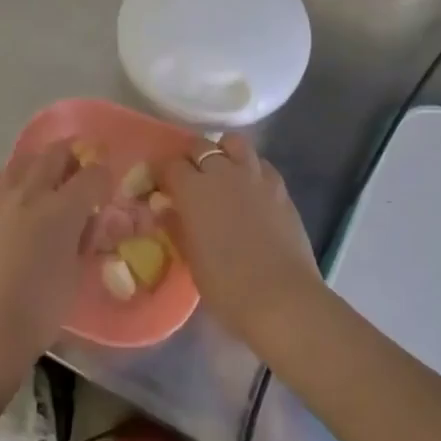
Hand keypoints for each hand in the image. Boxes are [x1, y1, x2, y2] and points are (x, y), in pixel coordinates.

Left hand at [0, 140, 109, 380]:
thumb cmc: (41, 310)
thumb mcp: (76, 274)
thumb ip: (82, 239)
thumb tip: (84, 221)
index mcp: (64, 209)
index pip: (93, 175)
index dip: (104, 178)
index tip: (105, 190)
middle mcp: (31, 193)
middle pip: (56, 154)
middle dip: (73, 158)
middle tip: (80, 173)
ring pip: (22, 160)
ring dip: (39, 164)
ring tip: (46, 180)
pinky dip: (2, 180)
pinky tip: (8, 196)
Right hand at [160, 134, 323, 349]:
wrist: (281, 298)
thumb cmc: (226, 285)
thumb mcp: (191, 258)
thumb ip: (177, 226)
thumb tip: (167, 210)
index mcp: (193, 189)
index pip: (169, 165)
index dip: (162, 175)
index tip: (160, 188)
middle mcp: (223, 172)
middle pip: (200, 146)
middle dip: (190, 159)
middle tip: (189, 181)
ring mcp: (255, 177)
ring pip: (234, 143)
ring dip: (223, 153)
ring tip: (221, 174)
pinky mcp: (281, 188)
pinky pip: (261, 163)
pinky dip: (250, 168)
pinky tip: (250, 189)